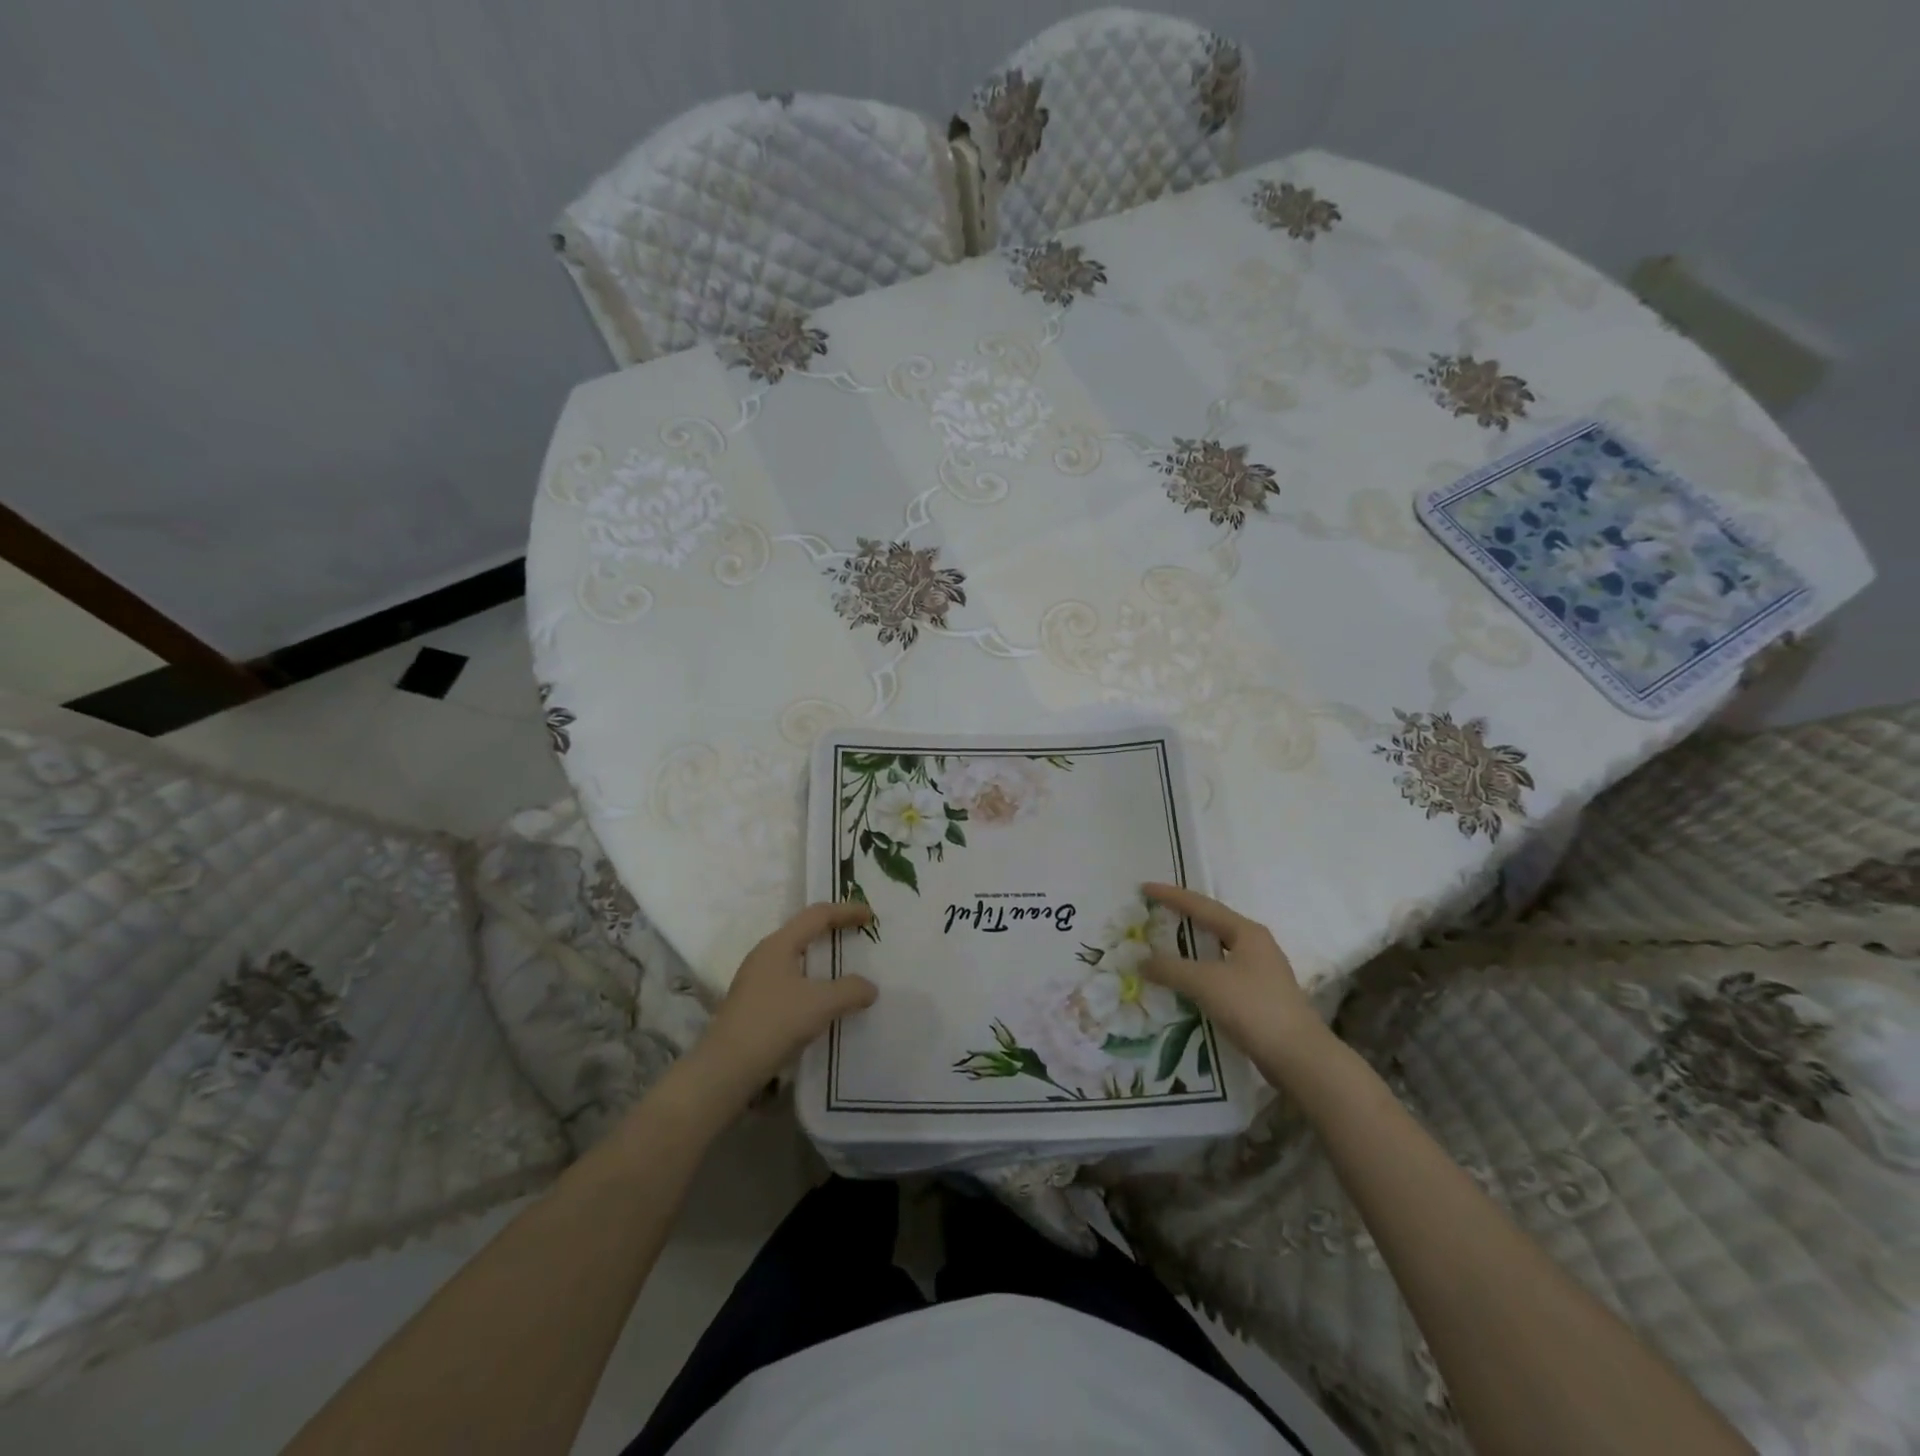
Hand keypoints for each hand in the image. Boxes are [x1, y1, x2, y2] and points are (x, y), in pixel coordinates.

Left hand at [686, 902, 877, 1102]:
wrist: (725, 1069)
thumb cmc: (774, 1023)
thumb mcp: (820, 1004)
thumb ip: (850, 990)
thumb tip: (869, 988)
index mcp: (779, 944)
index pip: (817, 915)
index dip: (846, 911)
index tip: (871, 916)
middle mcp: (765, 955)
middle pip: (804, 932)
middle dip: (833, 931)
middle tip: (858, 935)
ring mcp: (756, 980)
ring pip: (796, 958)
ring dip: (821, 959)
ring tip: (845, 969)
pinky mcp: (754, 1004)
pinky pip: (791, 981)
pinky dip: (812, 982)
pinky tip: (823, 1001)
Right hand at [1141, 883, 1329, 1066]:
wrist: (1299, 1058)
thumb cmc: (1253, 1007)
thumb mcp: (1205, 983)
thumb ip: (1170, 968)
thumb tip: (1142, 961)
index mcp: (1246, 932)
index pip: (1202, 906)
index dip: (1171, 895)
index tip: (1145, 887)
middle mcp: (1256, 946)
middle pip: (1212, 925)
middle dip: (1182, 919)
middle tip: (1154, 915)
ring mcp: (1261, 973)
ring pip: (1217, 952)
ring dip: (1190, 950)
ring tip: (1164, 948)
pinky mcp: (1259, 998)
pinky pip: (1221, 976)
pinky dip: (1199, 974)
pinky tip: (1185, 984)